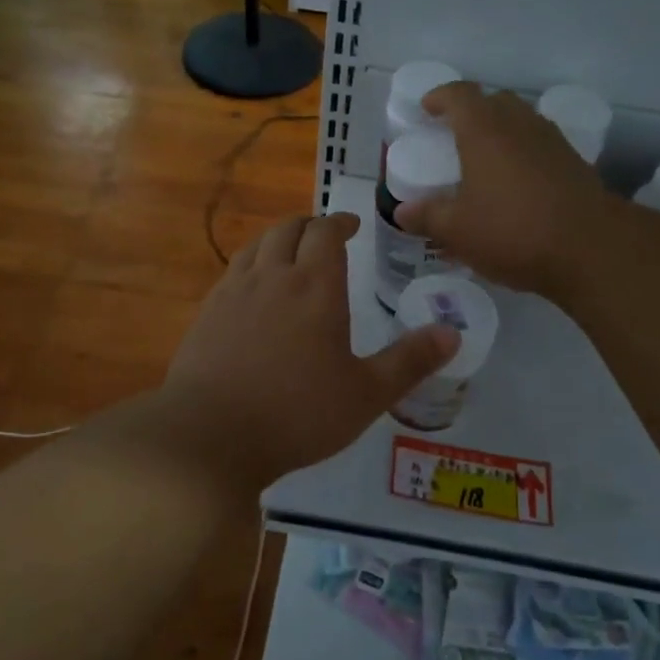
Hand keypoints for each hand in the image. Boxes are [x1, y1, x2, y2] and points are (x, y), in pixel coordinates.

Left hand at [158, 213, 458, 487]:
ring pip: (256, 246)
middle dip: (309, 225)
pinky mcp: (207, 314)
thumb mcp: (366, 394)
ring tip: (289, 252)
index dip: (339, 223)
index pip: (326, 233)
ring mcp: (233, 293)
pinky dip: (251, 265)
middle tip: (324, 236)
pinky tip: (253, 291)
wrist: (211, 435)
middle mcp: (272, 277)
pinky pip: (232, 272)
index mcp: (314, 286)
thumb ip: (410, 361)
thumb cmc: (298, 413)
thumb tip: (452, 333)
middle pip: (288, 230)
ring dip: (277, 240)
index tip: (351, 226)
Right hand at [396, 81, 618, 295]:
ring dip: (501, 133)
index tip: (427, 107)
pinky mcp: (575, 164)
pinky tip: (516, 185)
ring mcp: (552, 141)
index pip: (459, 95)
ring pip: (521, 122)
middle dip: (472, 112)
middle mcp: (520, 125)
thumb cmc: (512, 231)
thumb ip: (427, 217)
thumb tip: (402, 212)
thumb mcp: (457, 231)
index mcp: (484, 130)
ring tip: (485, 162)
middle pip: (494, 102)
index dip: (440, 97)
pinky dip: (523, 154)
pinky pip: (540, 146)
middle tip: (455, 135)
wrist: (590, 249)